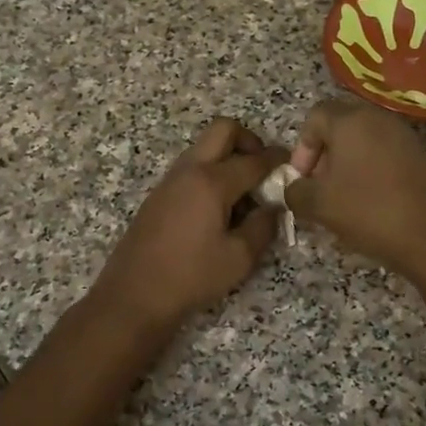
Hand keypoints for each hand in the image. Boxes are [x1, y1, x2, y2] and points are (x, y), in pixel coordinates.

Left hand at [90, 118, 287, 333]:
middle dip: (249, 140)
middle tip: (262, 168)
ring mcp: (170, 180)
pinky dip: (210, 172)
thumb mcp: (239, 258)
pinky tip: (219, 207)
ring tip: (244, 193)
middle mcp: (189, 171)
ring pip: (204, 148)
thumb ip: (263, 227)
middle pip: (222, 130)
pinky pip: (191, 168)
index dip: (278, 159)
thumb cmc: (191, 277)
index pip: (254, 159)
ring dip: (227, 156)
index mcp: (211, 182)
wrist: (134, 295)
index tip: (292, 164)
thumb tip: (274, 207)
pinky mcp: (159, 195)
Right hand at [285, 100, 425, 277]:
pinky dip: (370, 172)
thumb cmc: (368, 210)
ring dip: (347, 165)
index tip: (303, 179)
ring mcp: (404, 137)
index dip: (302, 147)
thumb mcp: (319, 205)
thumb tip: (294, 189)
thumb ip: (296, 192)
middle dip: (323, 155)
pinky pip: (384, 155)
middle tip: (319, 187)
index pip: (315, 116)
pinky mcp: (420, 157)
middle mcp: (379, 119)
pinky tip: (369, 203)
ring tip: (342, 199)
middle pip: (340, 126)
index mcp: (351, 121)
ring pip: (364, 141)